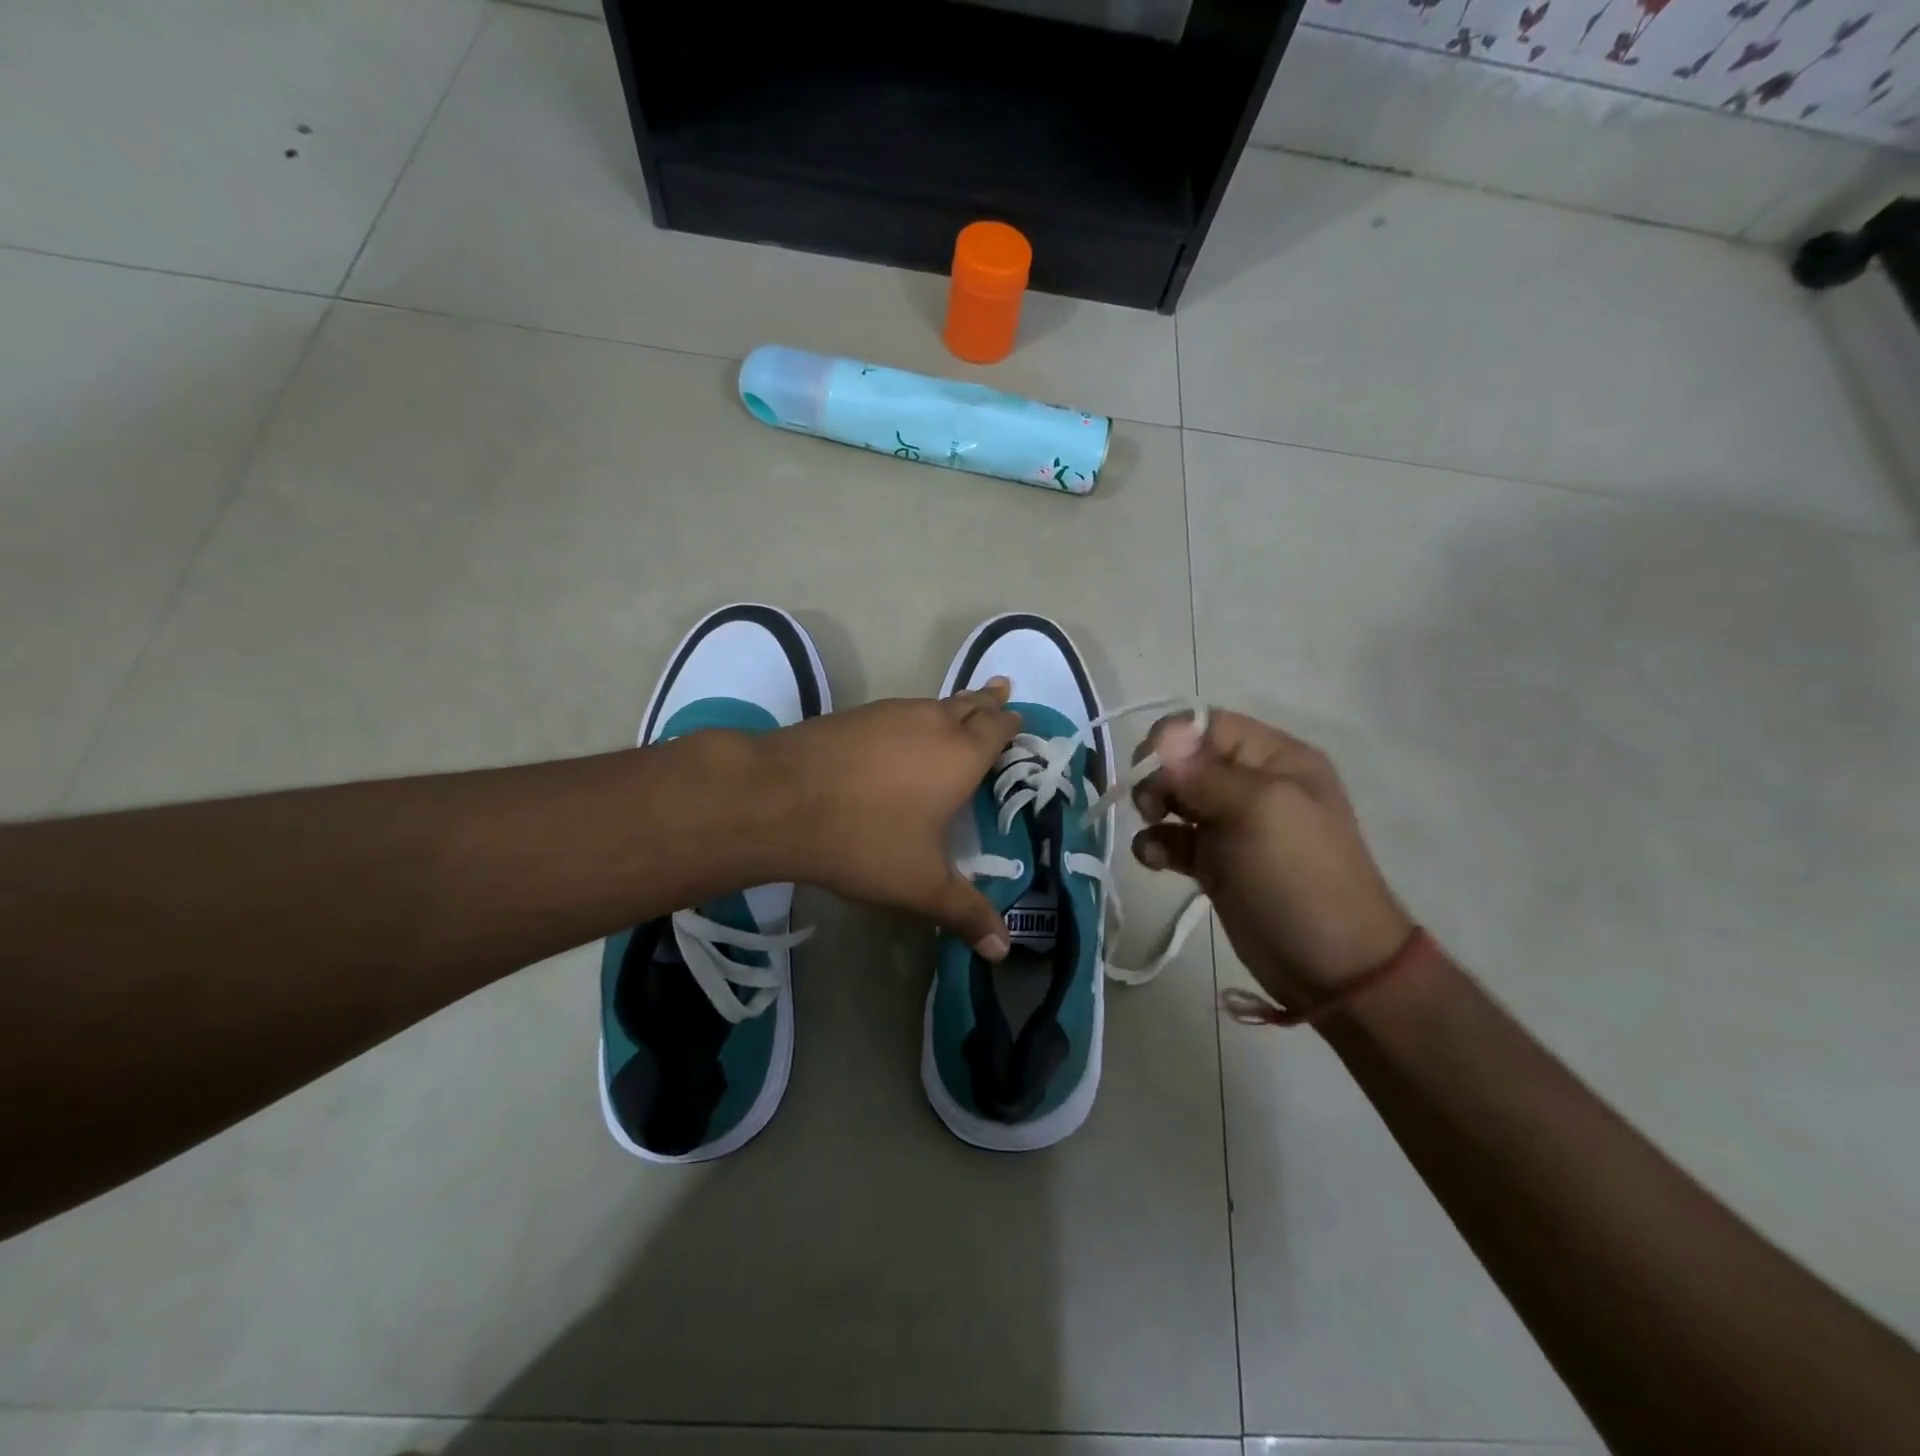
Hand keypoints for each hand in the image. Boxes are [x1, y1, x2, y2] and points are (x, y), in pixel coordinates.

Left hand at [762, 680, 1020, 958]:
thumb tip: (1003, 950)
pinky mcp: (853, 716)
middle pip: (969, 704)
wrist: (780, 800)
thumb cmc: (865, 840)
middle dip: (988, 701)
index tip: (1021, 717)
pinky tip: (900, 735)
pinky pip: (898, 712)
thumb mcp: (921, 885)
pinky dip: (912, 718)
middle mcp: (931, 723)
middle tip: (1002, 691)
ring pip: (932, 704)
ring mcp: (889, 714)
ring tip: (959, 712)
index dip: (1012, 723)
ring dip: (951, 707)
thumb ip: (965, 913)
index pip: (998, 729)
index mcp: (960, 755)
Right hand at [1131, 710, 1410, 1007]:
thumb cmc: (1299, 875)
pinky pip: (1175, 840)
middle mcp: (1252, 785)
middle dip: (1160, 776)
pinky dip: (1158, 845)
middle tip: (1152, 806)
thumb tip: (1162, 737)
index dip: (1172, 738)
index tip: (1148, 765)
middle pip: (1186, 760)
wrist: (1331, 965)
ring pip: (1175, 799)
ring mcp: (1233, 825)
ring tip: (1155, 831)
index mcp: (1275, 759)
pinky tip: (1156, 861)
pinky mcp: (1216, 864)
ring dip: (1154, 810)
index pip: (1209, 725)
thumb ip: (1204, 773)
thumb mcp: (1258, 811)